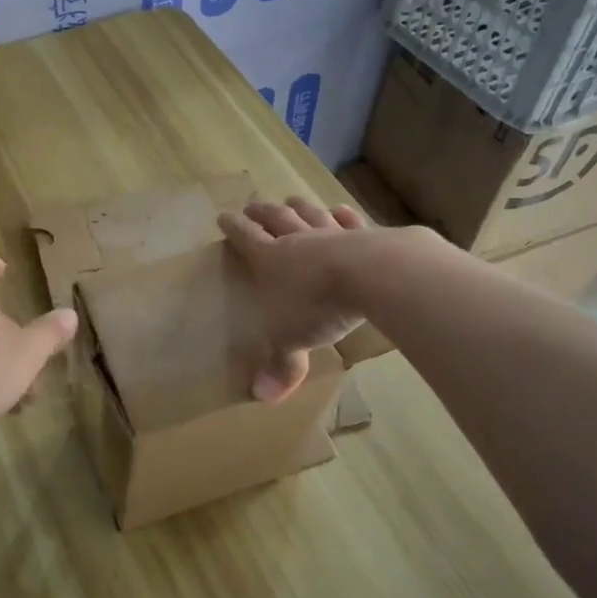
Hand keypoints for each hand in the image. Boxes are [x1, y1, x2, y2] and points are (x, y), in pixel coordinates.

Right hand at [218, 197, 371, 402]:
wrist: (373, 275)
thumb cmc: (318, 306)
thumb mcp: (291, 340)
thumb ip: (280, 365)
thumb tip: (263, 397)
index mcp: (271, 259)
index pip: (245, 238)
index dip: (233, 228)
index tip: (223, 216)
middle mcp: (298, 240)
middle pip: (275, 218)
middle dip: (261, 212)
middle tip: (252, 204)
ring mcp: (332, 233)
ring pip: (310, 214)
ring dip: (298, 206)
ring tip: (291, 199)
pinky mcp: (366, 234)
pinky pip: (349, 220)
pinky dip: (341, 214)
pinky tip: (339, 210)